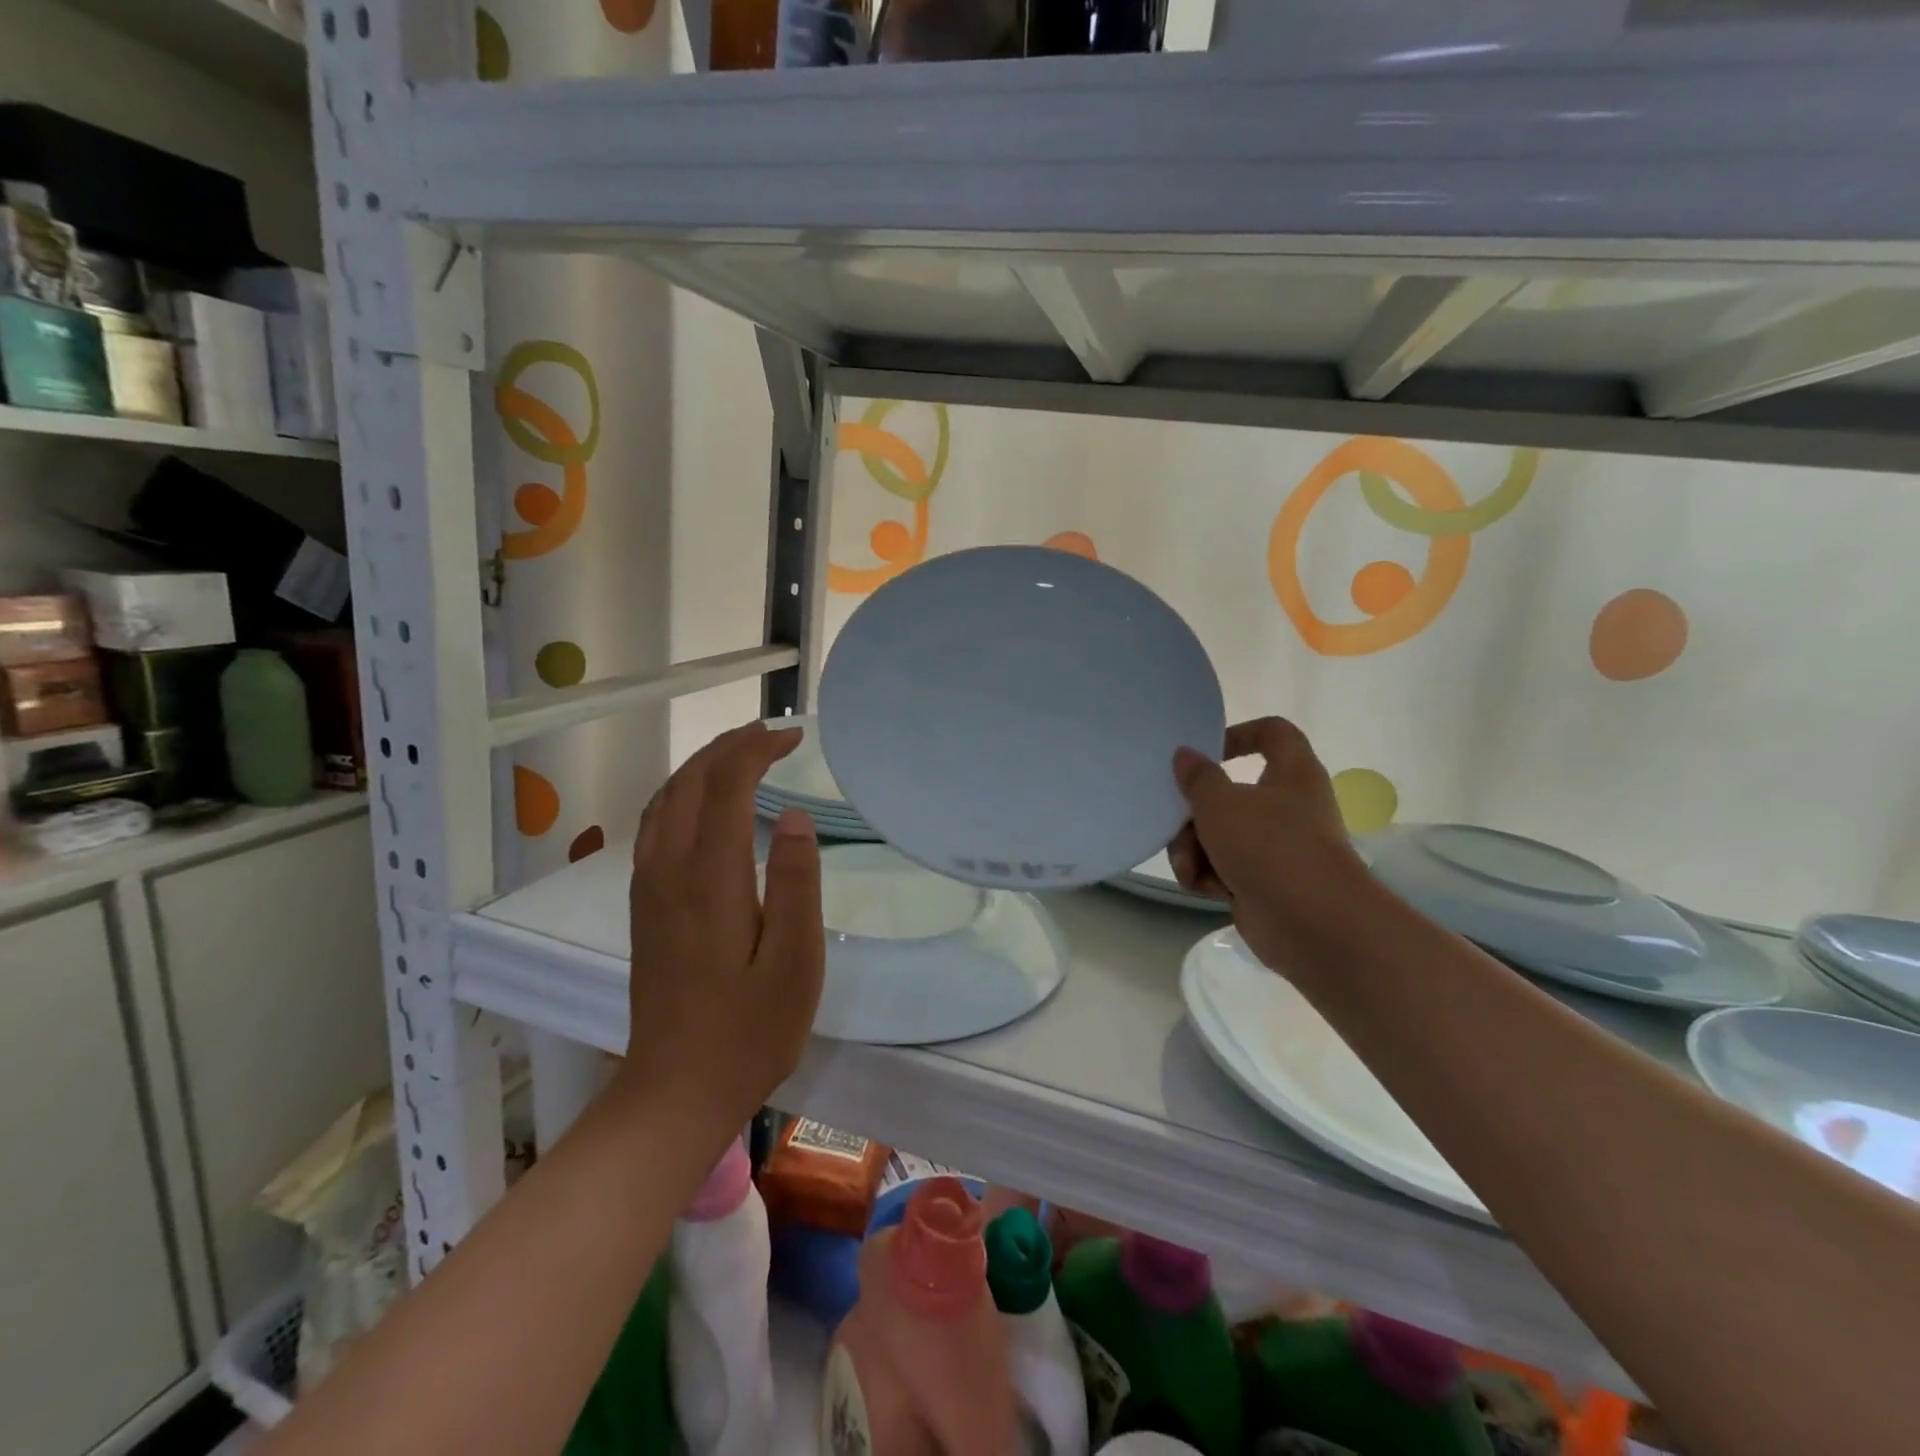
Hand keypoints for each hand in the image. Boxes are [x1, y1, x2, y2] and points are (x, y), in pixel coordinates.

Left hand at [617, 722, 824, 1131]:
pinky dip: (680, 795)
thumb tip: (794, 817)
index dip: (755, 751)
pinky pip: (655, 826)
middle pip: (688, 784)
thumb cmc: (748, 1032)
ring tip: (740, 755)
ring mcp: (649, 889)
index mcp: (709, 879)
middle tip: (770, 735)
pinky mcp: (645, 907)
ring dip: (701, 767)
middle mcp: (669, 871)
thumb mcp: (794, 963)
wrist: (675, 1093)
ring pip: (664, 801)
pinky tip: (701, 804)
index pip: (725, 787)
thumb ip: (795, 884)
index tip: (792, 738)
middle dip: (728, 748)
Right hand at [1168, 717, 1368, 971]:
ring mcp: (1277, 848)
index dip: (1239, 734)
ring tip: (1189, 868)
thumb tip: (1185, 755)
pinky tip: (1203, 888)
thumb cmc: (1271, 848)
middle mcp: (1288, 807)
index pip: (1273, 733)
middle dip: (1195, 813)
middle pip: (1230, 794)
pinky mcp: (1265, 883)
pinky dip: (1210, 876)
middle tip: (1177, 824)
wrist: (1313, 925)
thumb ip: (1198, 778)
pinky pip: (1225, 868)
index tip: (1206, 752)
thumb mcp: (1221, 804)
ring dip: (1194, 850)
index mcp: (1292, 773)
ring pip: (1221, 835)